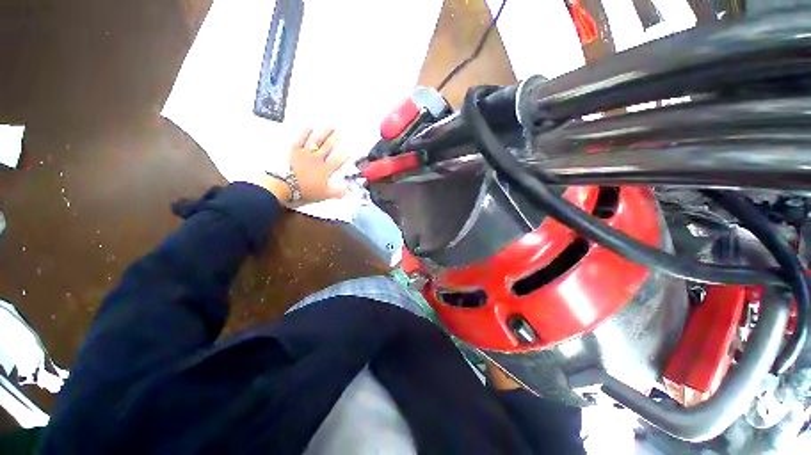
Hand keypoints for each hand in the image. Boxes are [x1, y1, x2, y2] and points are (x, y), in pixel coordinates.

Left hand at [290, 128, 348, 202]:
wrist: (285, 185)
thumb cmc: (305, 190)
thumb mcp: (324, 194)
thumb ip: (336, 192)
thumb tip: (346, 191)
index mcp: (325, 170)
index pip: (337, 160)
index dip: (344, 154)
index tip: (348, 149)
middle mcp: (317, 159)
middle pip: (328, 147)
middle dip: (336, 139)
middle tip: (341, 132)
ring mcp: (305, 153)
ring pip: (317, 141)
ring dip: (324, 133)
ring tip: (329, 127)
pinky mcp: (294, 151)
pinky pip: (300, 140)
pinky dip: (305, 133)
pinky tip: (309, 127)